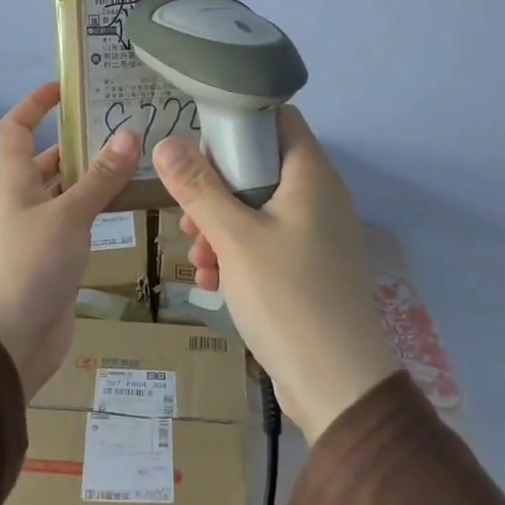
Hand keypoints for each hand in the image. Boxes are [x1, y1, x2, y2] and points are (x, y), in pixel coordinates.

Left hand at [0, 81, 141, 394]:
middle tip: (121, 125)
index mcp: (18, 183)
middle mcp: (27, 202)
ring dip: (95, 175)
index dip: (34, 104)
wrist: (10, 342)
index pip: (17, 129)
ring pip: (69, 192)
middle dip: (77, 140)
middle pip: (48, 160)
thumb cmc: (30, 269)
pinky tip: (129, 205)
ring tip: (136, 159)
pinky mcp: (59, 260)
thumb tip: (130, 133)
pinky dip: (101, 209)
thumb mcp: (67, 217)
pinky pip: (81, 222)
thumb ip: (100, 178)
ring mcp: (43, 232)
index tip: (64, 86)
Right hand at [153, 107, 399, 439]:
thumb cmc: (288, 297)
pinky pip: (267, 243)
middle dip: (216, 189)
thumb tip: (165, 142)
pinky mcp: (310, 268)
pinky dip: (238, 254)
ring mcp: (317, 234)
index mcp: (311, 175)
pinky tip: (212, 282)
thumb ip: (199, 188)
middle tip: (189, 217)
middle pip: (260, 166)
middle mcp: (319, 196)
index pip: (277, 119)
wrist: (339, 386)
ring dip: (221, 227)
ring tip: (196, 258)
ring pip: (258, 209)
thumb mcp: (234, 238)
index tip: (198, 149)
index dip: (236, 123)